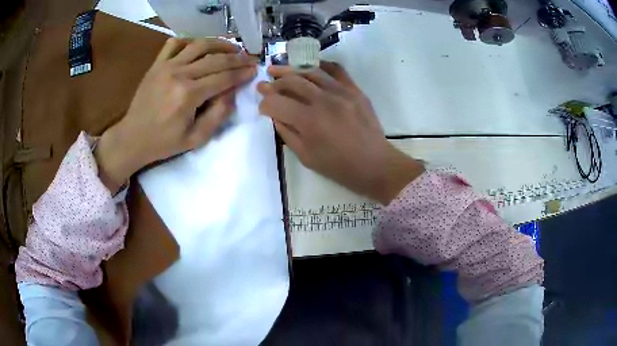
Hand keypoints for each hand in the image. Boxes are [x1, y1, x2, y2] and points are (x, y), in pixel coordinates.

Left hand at [95, 38, 258, 192]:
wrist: (132, 138)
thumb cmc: (164, 142)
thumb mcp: (196, 139)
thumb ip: (218, 114)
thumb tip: (232, 92)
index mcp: (189, 95)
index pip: (224, 77)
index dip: (242, 73)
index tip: (255, 69)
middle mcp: (179, 74)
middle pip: (216, 59)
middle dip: (237, 58)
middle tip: (249, 58)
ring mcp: (166, 66)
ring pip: (199, 45)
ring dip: (219, 43)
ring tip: (231, 47)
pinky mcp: (157, 64)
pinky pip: (175, 43)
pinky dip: (189, 41)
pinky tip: (198, 46)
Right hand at [257, 62, 423, 204]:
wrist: (375, 163)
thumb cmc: (339, 166)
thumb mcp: (306, 157)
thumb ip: (286, 133)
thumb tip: (274, 115)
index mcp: (309, 121)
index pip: (276, 103)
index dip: (264, 104)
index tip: (262, 107)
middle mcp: (323, 100)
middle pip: (291, 82)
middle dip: (273, 83)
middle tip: (264, 85)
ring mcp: (341, 92)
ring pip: (310, 71)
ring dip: (291, 70)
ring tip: (277, 69)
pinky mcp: (355, 90)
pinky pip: (336, 70)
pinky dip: (320, 65)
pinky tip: (310, 66)